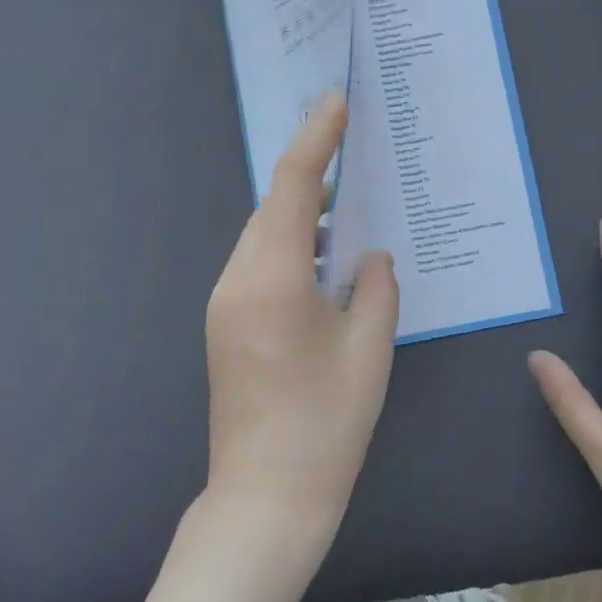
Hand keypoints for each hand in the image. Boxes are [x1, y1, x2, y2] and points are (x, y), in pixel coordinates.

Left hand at [203, 93, 398, 564]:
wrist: (266, 498)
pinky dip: (290, 251)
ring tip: (347, 213)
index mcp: (272, 276)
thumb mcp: (370, 348)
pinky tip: (324, 265)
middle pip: (273, 209)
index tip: (337, 103)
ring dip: (302, 219)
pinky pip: (258, 267)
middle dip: (311, 178)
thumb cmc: (326, 423)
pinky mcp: (225, 328)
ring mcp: (224, 305)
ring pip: (264, 239)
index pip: (294, 186)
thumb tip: (371, 257)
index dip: (316, 139)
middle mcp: (237, 280)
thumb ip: (377, 288)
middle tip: (352, 155)